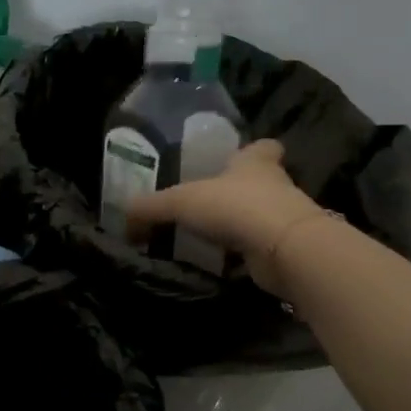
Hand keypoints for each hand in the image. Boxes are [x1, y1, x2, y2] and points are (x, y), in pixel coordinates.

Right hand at [125, 140, 327, 294]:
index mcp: (255, 163)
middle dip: (241, 190)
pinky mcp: (287, 250)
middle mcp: (275, 186)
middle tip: (213, 201)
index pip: (263, 148)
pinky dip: (245, 255)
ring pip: (262, 216)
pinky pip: (260, 248)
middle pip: (262, 182)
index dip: (253, 151)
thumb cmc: (235, 207)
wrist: (284, 249)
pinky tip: (223, 262)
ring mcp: (285, 219)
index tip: (240, 158)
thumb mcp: (180, 201)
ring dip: (243, 225)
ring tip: (212, 235)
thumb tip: (124, 220)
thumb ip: (150, 208)